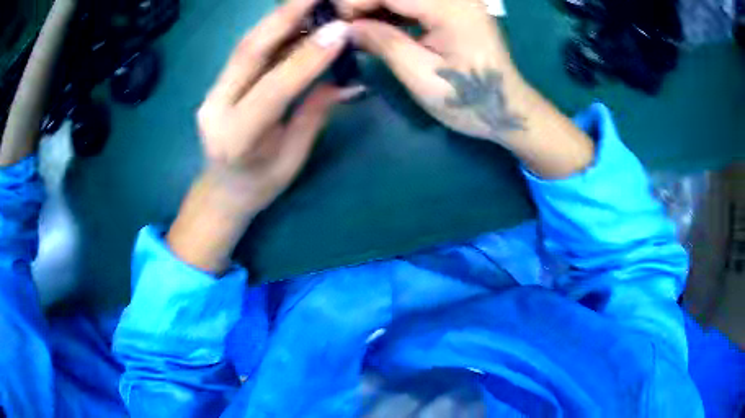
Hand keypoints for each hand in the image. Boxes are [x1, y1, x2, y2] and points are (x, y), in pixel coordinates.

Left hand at [197, 0, 360, 211]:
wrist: (220, 192)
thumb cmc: (259, 185)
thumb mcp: (293, 157)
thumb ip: (314, 112)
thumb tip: (347, 77)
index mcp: (238, 138)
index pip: (274, 88)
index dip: (307, 57)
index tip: (340, 30)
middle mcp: (216, 110)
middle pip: (249, 53)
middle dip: (285, 17)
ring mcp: (211, 94)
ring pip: (245, 46)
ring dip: (278, 18)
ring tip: (307, 1)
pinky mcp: (216, 85)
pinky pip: (245, 52)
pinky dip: (270, 31)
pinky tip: (292, 18)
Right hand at [341, 0, 525, 142]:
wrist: (507, 107)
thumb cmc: (468, 99)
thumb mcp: (420, 75)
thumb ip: (383, 43)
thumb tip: (347, 27)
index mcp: (450, 8)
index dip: (355, 2)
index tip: (337, 24)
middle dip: (365, 3)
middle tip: (347, 27)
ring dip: (378, 6)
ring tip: (361, 27)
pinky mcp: (456, 5)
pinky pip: (415, 0)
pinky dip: (394, 9)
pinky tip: (382, 24)